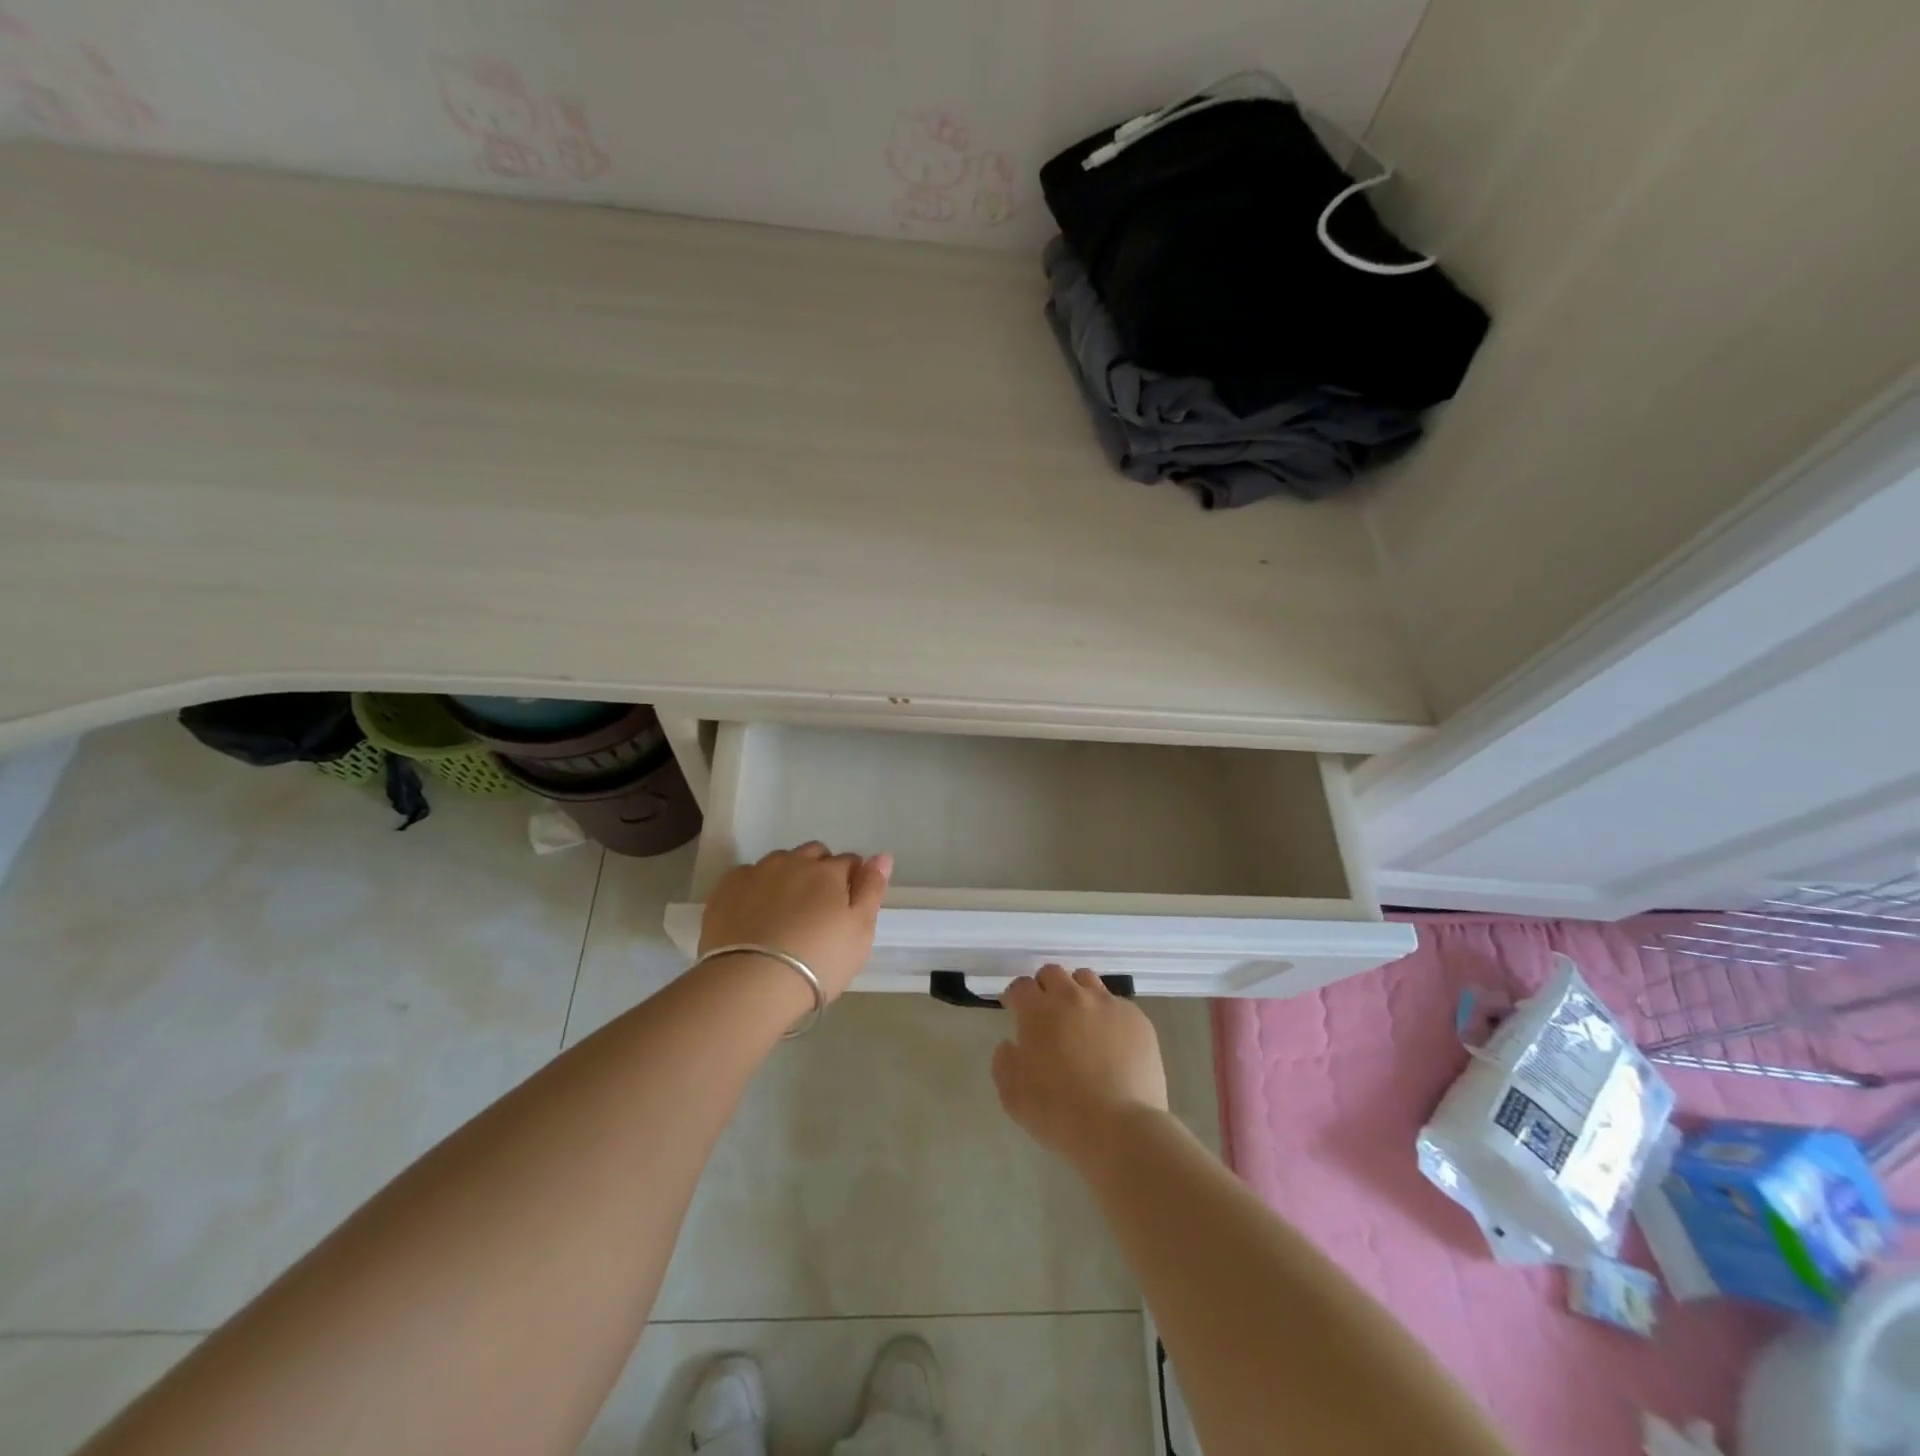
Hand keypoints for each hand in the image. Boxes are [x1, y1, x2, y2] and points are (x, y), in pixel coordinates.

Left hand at [699, 842, 892, 1001]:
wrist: (751, 982)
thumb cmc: (818, 960)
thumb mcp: (860, 931)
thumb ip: (872, 889)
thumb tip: (882, 855)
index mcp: (829, 871)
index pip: (850, 861)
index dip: (853, 880)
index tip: (848, 907)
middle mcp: (793, 862)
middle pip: (814, 854)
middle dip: (820, 871)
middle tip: (817, 909)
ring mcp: (757, 872)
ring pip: (779, 862)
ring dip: (787, 876)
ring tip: (784, 913)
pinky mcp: (726, 888)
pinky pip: (747, 876)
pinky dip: (755, 888)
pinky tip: (754, 915)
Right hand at [992, 965, 1168, 1167]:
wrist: (1120, 1129)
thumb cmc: (1059, 1113)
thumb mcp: (1012, 1095)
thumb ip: (1004, 1061)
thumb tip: (1011, 1044)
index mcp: (1039, 1011)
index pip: (1021, 986)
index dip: (1015, 996)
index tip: (1014, 1009)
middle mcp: (1073, 997)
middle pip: (1053, 973)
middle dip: (1044, 987)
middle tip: (1046, 1013)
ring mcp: (1108, 1005)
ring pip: (1086, 980)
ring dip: (1076, 993)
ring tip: (1079, 1020)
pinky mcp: (1137, 1019)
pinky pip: (1117, 1004)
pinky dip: (1107, 1016)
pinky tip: (1110, 1042)